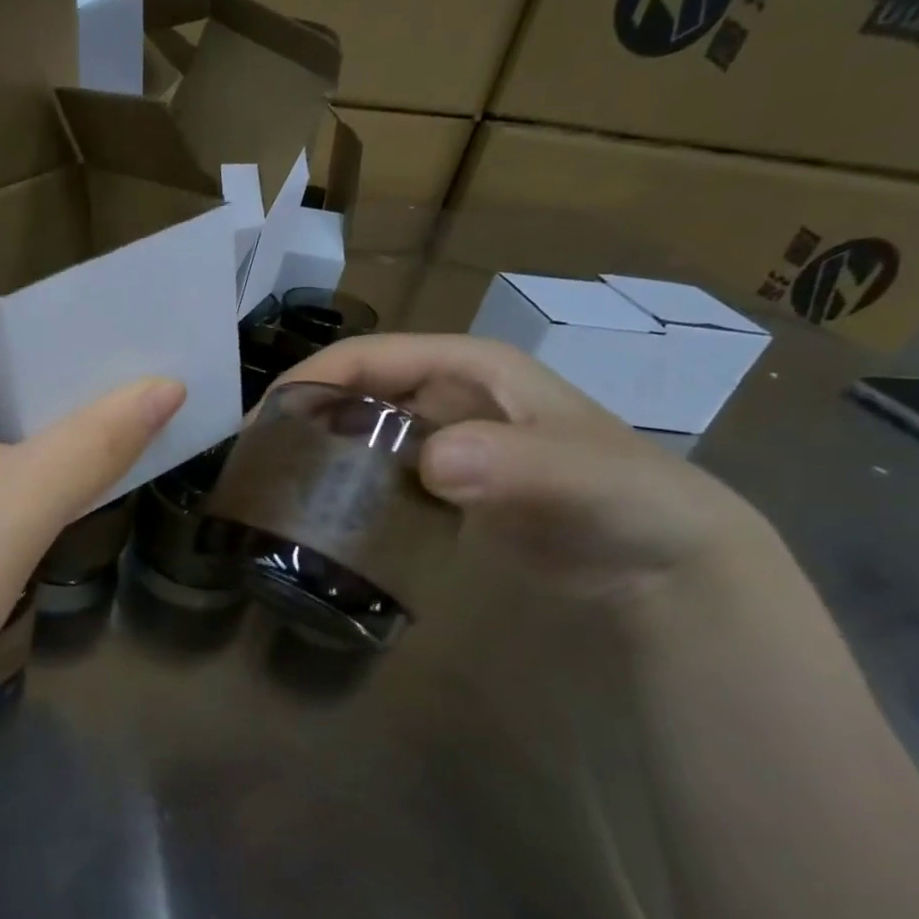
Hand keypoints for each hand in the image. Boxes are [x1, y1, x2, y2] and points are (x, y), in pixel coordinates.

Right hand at [274, 334, 774, 607]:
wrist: (664, 561)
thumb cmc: (628, 499)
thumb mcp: (582, 476)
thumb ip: (517, 464)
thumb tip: (434, 461)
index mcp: (467, 367)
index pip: (369, 357)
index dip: (310, 379)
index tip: (261, 423)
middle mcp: (445, 394)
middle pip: (353, 392)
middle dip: (300, 417)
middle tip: (254, 463)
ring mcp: (440, 439)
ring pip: (358, 432)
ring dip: (315, 453)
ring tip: (270, 488)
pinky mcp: (439, 482)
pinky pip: (375, 472)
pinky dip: (343, 485)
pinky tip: (317, 514)